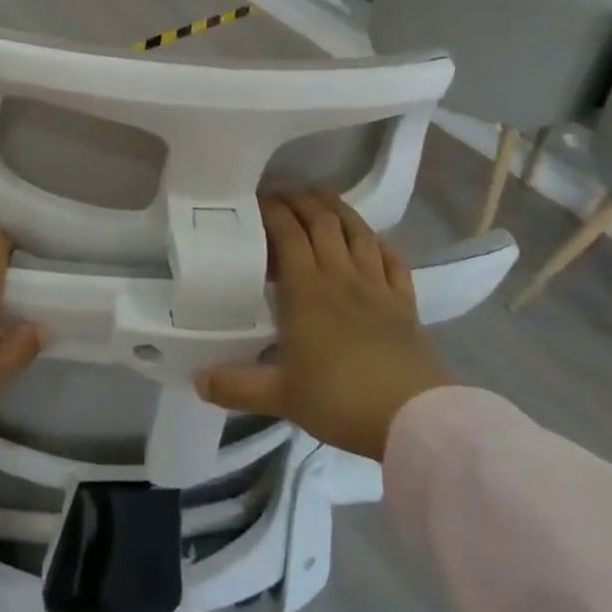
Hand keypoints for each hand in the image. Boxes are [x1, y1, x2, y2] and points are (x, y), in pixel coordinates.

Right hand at [199, 191, 453, 460]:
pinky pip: (392, 260)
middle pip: (322, 222)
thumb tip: (198, 379)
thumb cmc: (340, 400)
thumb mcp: (281, 397)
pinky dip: (378, 243)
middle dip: (300, 200)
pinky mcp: (405, 303)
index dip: (272, 211)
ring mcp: (377, 286)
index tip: (255, 201)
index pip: (287, 234)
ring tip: (321, 198)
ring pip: (357, 232)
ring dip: (338, 209)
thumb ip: (237, 385)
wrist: (413, 418)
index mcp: (307, 290)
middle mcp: (341, 276)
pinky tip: (371, 240)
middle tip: (282, 193)